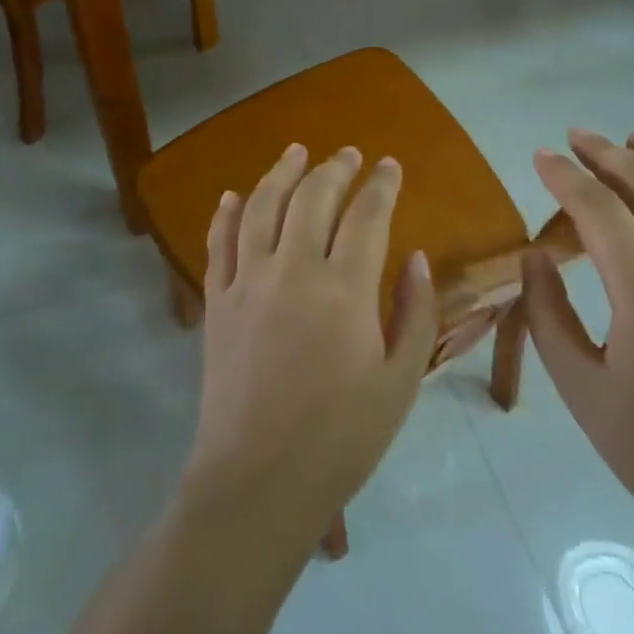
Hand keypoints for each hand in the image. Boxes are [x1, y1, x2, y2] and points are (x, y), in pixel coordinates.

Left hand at [182, 144, 438, 543]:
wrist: (257, 481)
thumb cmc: (341, 437)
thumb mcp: (400, 381)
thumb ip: (415, 312)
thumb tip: (417, 258)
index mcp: (345, 288)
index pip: (367, 214)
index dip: (381, 185)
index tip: (390, 166)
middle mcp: (293, 269)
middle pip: (313, 197)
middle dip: (335, 169)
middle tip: (349, 155)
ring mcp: (248, 282)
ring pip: (262, 207)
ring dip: (281, 173)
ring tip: (296, 152)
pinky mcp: (216, 302)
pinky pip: (218, 243)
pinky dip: (225, 213)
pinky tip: (232, 195)